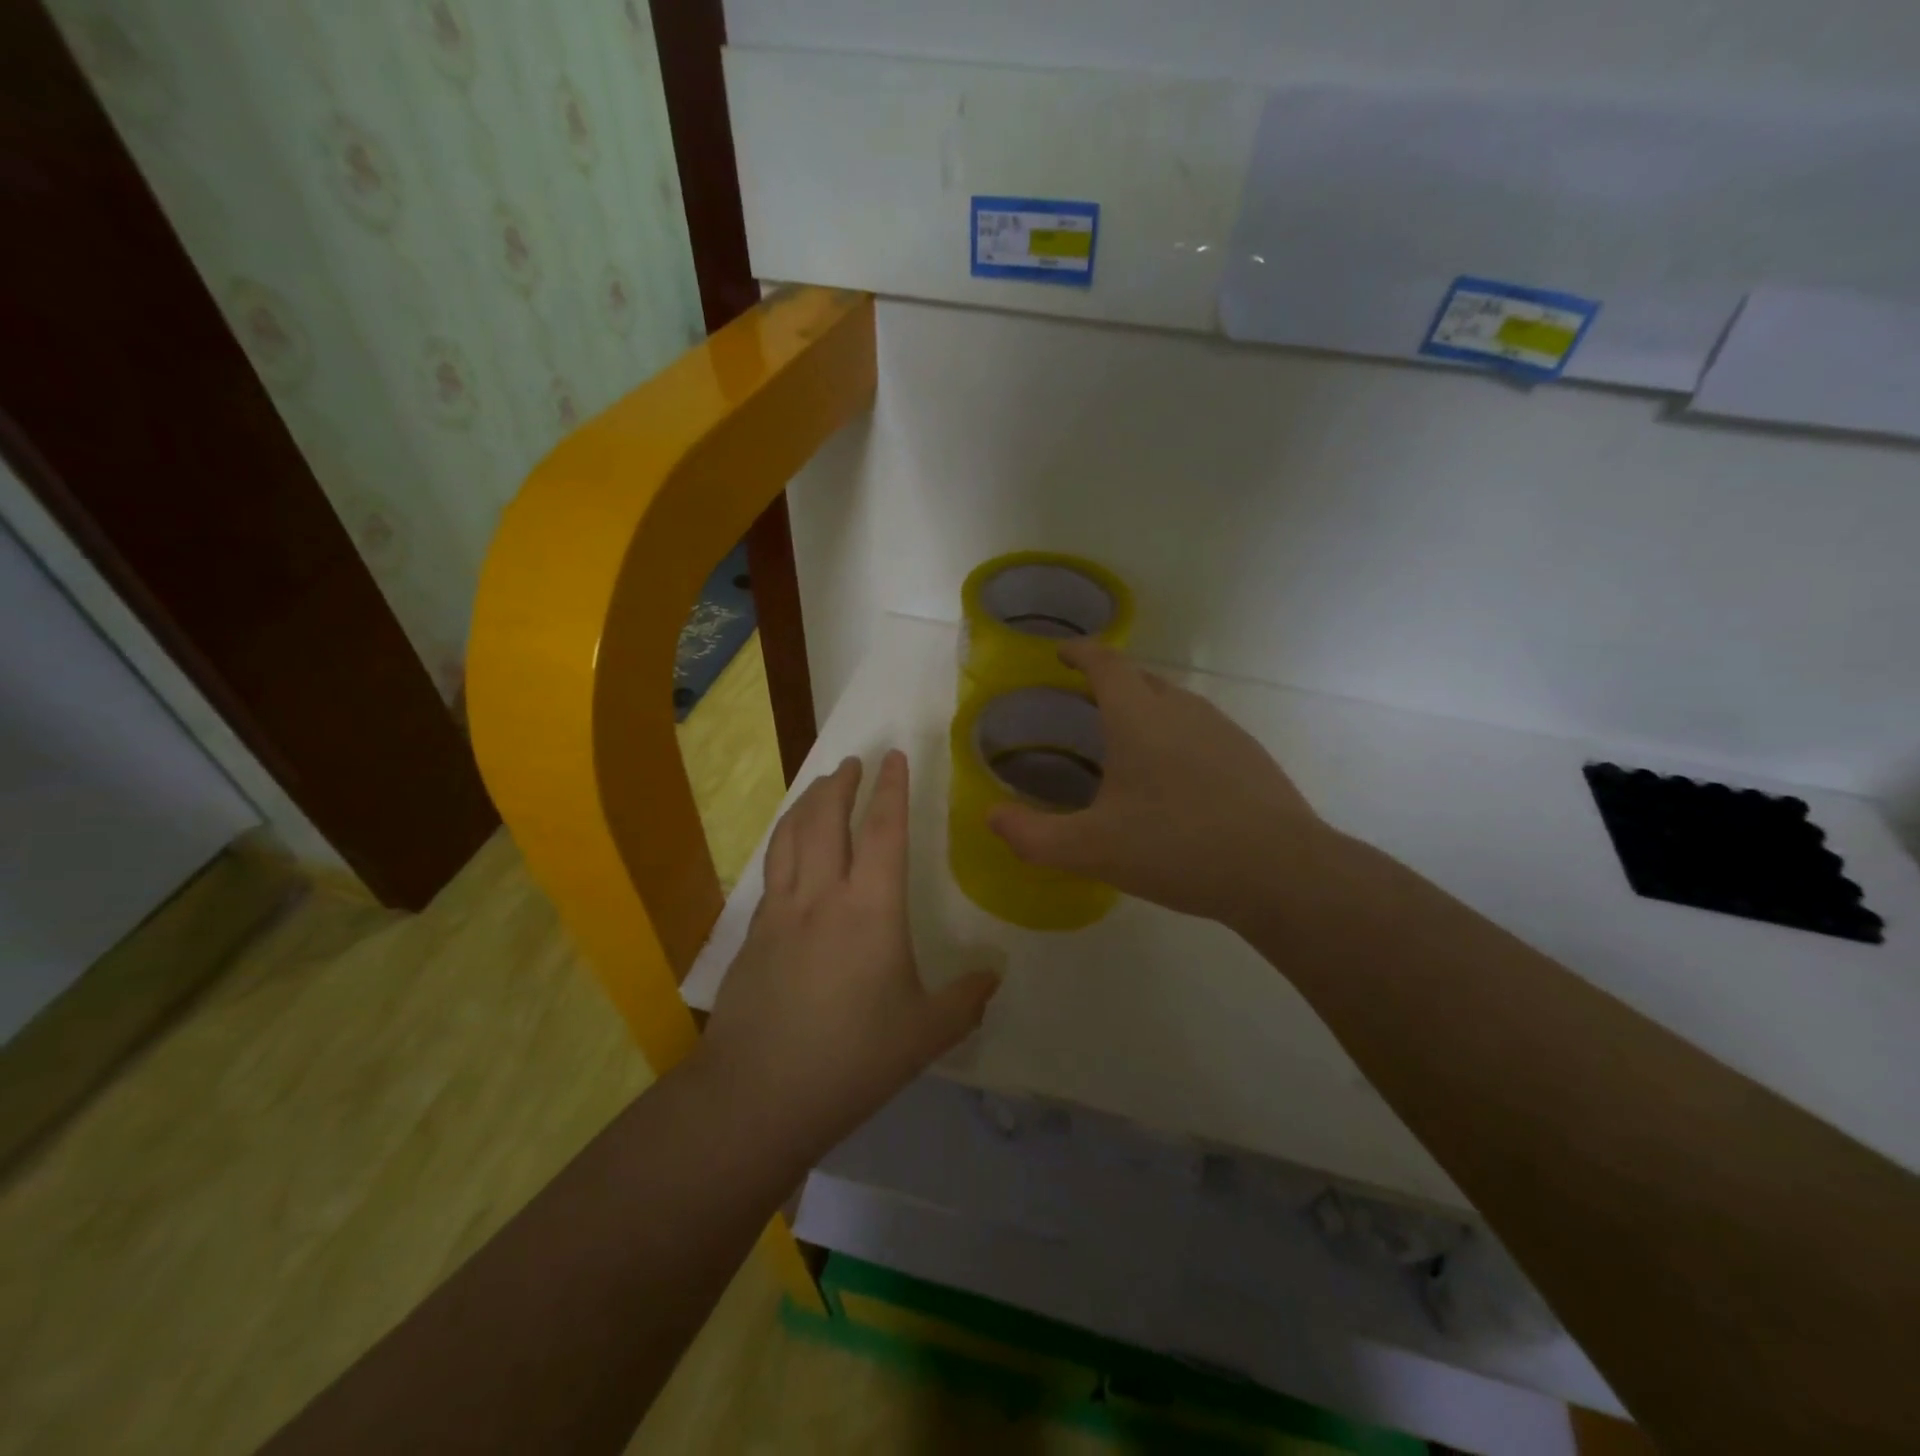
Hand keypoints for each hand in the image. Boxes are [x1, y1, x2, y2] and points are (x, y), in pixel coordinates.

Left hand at [702, 751, 1000, 1147]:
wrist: (757, 1094)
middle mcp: (822, 895)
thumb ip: (966, 999)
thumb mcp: (925, 1034)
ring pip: (791, 835)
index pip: (884, 829)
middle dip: (841, 782)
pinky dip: (785, 840)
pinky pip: (772, 867)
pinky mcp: (753, 932)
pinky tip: (790, 848)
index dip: (892, 788)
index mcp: (871, 908)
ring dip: (808, 802)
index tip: (895, 755)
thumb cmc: (852, 1059)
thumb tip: (995, 974)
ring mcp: (781, 911)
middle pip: (827, 818)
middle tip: (853, 761)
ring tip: (820, 786)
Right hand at [988, 641, 1341, 932]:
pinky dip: (1176, 737)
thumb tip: (990, 817)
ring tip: (1126, 742)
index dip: (1080, 652)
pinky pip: (1201, 730)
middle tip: (1084, 703)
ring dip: (1146, 709)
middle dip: (1110, 681)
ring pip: (1174, 704)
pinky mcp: (1250, 756)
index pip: (1106, 663)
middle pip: (1141, 679)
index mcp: (1139, 717)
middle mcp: (1182, 709)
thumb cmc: (1177, 848)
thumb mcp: (1092, 849)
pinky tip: (1175, 780)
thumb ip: (1034, 835)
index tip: (1061, 652)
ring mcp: (1223, 729)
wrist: (1280, 872)